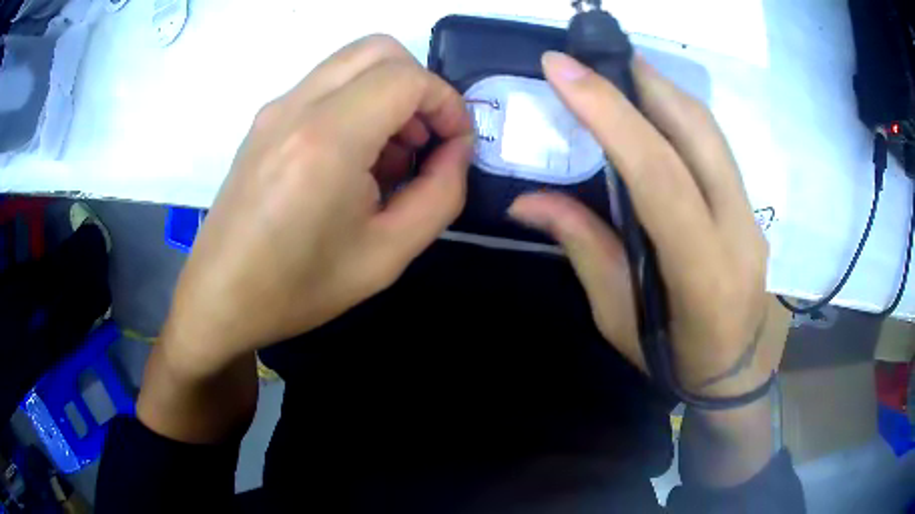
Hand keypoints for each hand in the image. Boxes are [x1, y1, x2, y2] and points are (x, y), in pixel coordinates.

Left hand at [161, 35, 472, 376]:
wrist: (221, 297)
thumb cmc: (300, 287)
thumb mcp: (388, 254)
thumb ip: (441, 194)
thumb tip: (457, 150)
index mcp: (327, 139)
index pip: (407, 78)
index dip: (446, 103)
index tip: (455, 144)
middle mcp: (297, 107)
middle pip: (379, 50)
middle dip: (419, 85)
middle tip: (425, 140)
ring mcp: (275, 109)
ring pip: (351, 63)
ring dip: (387, 92)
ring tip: (391, 156)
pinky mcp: (264, 120)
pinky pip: (325, 85)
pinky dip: (357, 102)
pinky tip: (354, 158)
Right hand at [509, 52, 777, 398]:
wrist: (732, 373)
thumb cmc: (672, 359)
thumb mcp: (618, 317)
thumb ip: (583, 248)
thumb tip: (527, 200)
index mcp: (702, 272)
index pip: (660, 175)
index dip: (611, 114)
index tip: (562, 69)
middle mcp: (738, 232)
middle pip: (697, 134)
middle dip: (642, 82)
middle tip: (594, 56)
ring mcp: (752, 216)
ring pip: (711, 132)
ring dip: (662, 90)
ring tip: (618, 71)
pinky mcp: (751, 208)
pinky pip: (716, 146)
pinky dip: (680, 115)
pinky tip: (653, 108)